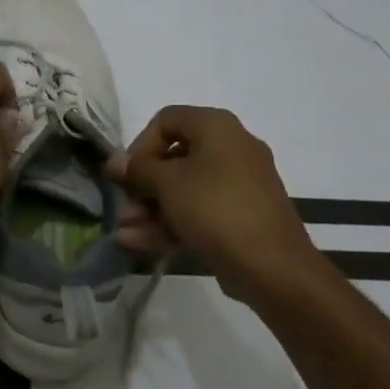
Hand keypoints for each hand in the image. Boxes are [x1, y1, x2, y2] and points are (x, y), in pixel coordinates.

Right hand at [108, 105, 317, 304]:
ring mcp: (239, 184)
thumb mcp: (168, 184)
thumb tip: (115, 162)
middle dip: (142, 186)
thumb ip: (138, 169)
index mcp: (216, 126)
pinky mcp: (242, 216)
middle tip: (124, 210)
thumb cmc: (216, 209)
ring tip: (125, 233)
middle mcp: (231, 147)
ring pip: (185, 189)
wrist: (274, 268)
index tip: (126, 175)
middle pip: (174, 157)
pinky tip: (139, 243)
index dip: (139, 145)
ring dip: (151, 209)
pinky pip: (200, 210)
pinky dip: (172, 222)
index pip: (166, 120)